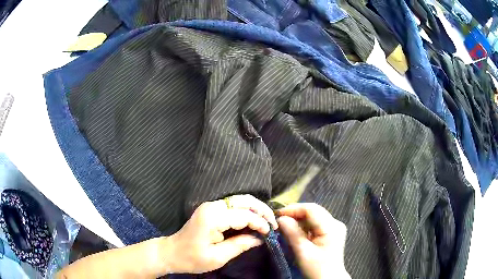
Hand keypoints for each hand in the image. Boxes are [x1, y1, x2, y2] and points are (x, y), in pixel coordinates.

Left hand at [161, 194, 277, 273]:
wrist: (172, 252)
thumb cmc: (193, 258)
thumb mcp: (218, 257)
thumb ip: (240, 245)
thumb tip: (259, 239)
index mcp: (212, 218)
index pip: (244, 215)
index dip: (260, 223)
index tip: (269, 233)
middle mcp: (212, 206)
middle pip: (244, 200)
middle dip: (261, 210)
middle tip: (274, 223)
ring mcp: (210, 205)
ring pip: (240, 200)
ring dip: (256, 208)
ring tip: (267, 221)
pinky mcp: (211, 209)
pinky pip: (234, 205)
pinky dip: (247, 210)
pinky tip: (254, 219)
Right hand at [277, 203, 349, 278]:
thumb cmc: (317, 268)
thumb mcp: (303, 252)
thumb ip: (292, 233)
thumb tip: (281, 218)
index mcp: (331, 227)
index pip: (311, 209)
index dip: (293, 209)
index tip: (277, 214)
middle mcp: (335, 223)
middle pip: (313, 211)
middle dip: (295, 213)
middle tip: (279, 219)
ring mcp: (334, 227)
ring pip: (314, 216)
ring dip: (299, 220)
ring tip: (284, 225)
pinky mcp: (331, 232)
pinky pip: (316, 223)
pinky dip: (304, 226)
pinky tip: (295, 231)